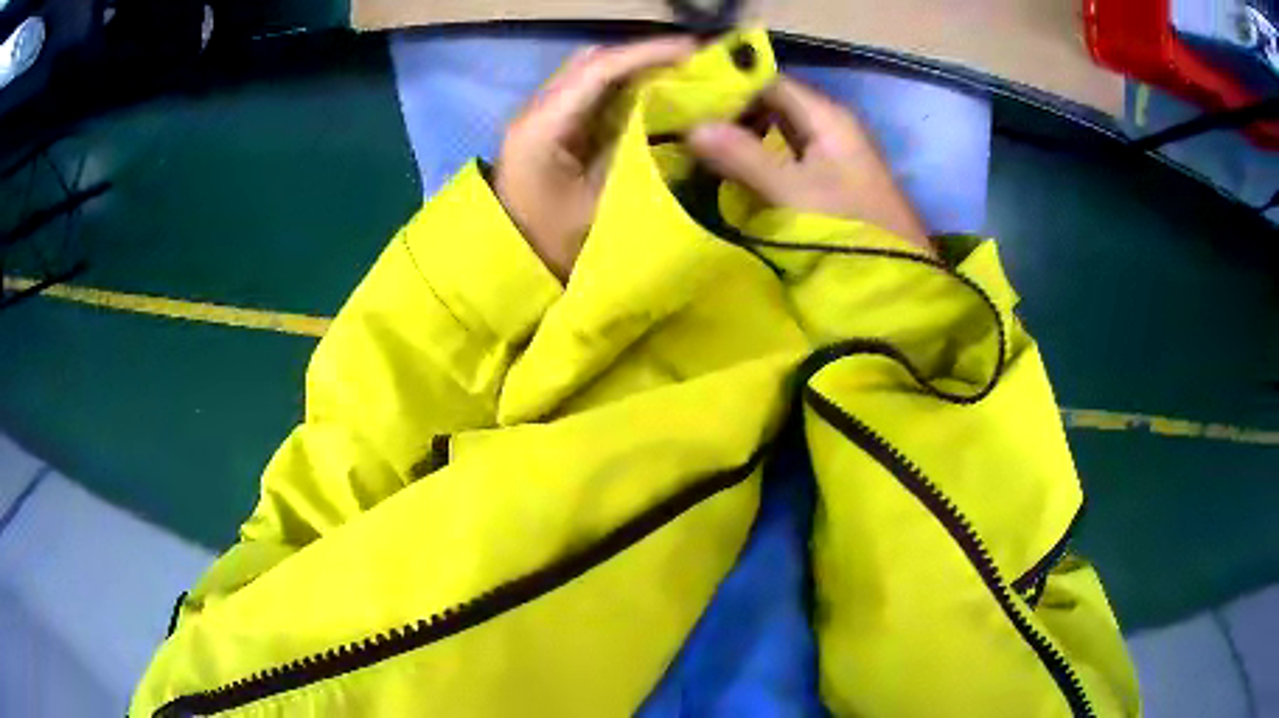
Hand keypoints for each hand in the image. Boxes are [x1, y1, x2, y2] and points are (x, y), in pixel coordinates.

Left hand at [494, 37, 695, 280]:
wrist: (509, 265)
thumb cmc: (551, 245)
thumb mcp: (600, 206)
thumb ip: (636, 157)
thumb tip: (680, 124)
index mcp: (542, 126)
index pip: (598, 71)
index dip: (648, 54)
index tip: (694, 51)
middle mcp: (537, 109)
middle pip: (592, 62)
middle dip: (644, 56)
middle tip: (693, 64)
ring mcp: (541, 116)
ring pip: (590, 73)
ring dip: (634, 69)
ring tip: (680, 75)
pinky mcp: (549, 128)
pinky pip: (590, 94)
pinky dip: (624, 88)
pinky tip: (654, 96)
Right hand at [687, 77, 931, 251]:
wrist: (895, 284)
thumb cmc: (848, 227)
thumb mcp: (793, 192)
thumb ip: (743, 156)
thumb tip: (691, 126)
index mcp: (827, 117)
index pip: (769, 81)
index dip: (728, 85)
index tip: (684, 97)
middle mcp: (830, 126)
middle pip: (773, 103)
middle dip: (731, 111)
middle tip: (684, 122)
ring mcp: (832, 154)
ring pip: (777, 131)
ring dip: (743, 136)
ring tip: (697, 143)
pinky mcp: (829, 181)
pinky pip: (785, 156)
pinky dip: (758, 158)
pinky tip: (731, 169)